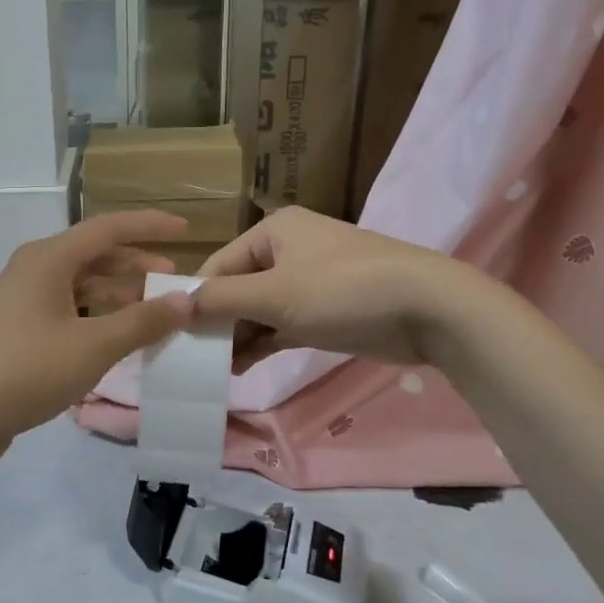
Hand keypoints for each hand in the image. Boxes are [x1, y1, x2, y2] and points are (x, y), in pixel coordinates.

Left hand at [0, 211, 196, 470]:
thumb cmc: (28, 369)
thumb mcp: (94, 346)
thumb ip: (143, 322)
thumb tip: (187, 300)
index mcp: (49, 259)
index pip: (108, 228)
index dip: (149, 226)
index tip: (185, 229)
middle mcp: (33, 270)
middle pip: (92, 255)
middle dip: (134, 265)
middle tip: (170, 281)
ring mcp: (20, 300)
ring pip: (78, 285)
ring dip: (115, 294)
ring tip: (149, 313)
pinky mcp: (15, 330)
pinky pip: (65, 309)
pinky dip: (94, 316)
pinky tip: (113, 338)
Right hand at [194, 208, 459, 367]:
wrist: (429, 309)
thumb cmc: (344, 291)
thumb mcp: (275, 294)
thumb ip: (222, 300)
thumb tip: (177, 306)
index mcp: (273, 231)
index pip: (218, 265)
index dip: (196, 300)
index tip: (174, 336)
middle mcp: (288, 250)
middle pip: (237, 287)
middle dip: (219, 322)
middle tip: (194, 360)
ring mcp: (309, 282)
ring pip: (259, 310)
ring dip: (239, 338)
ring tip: (215, 371)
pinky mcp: (325, 311)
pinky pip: (282, 325)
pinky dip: (263, 343)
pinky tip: (242, 368)